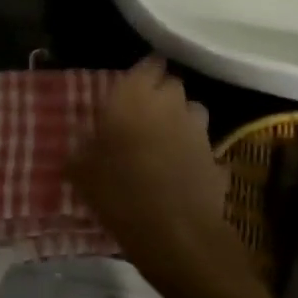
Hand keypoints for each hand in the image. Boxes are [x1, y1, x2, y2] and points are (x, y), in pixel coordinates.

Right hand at [68, 56, 245, 292]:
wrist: (175, 234)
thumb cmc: (119, 192)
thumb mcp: (81, 172)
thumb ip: (81, 151)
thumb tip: (80, 148)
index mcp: (134, 96)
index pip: (148, 64)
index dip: (142, 71)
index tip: (131, 83)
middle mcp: (170, 104)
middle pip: (172, 84)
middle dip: (160, 93)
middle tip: (140, 112)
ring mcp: (199, 131)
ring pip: (192, 111)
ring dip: (180, 118)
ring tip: (162, 139)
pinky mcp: (217, 159)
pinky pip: (202, 147)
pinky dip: (193, 153)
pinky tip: (180, 171)